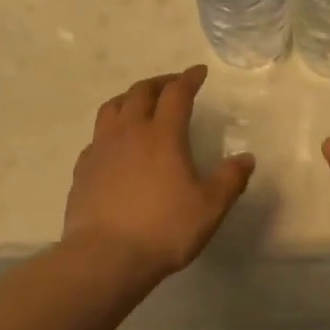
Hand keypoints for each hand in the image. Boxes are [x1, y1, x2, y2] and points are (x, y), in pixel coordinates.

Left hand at [62, 65, 254, 280]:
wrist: (106, 256)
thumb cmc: (164, 229)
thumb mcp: (209, 208)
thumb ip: (230, 180)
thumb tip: (246, 159)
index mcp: (162, 135)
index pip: (177, 93)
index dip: (189, 78)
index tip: (199, 72)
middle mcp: (129, 132)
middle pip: (141, 92)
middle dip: (160, 83)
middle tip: (172, 85)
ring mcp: (101, 149)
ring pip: (112, 108)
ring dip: (130, 98)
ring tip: (140, 105)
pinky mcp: (83, 169)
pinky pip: (97, 137)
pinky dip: (111, 130)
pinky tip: (116, 145)